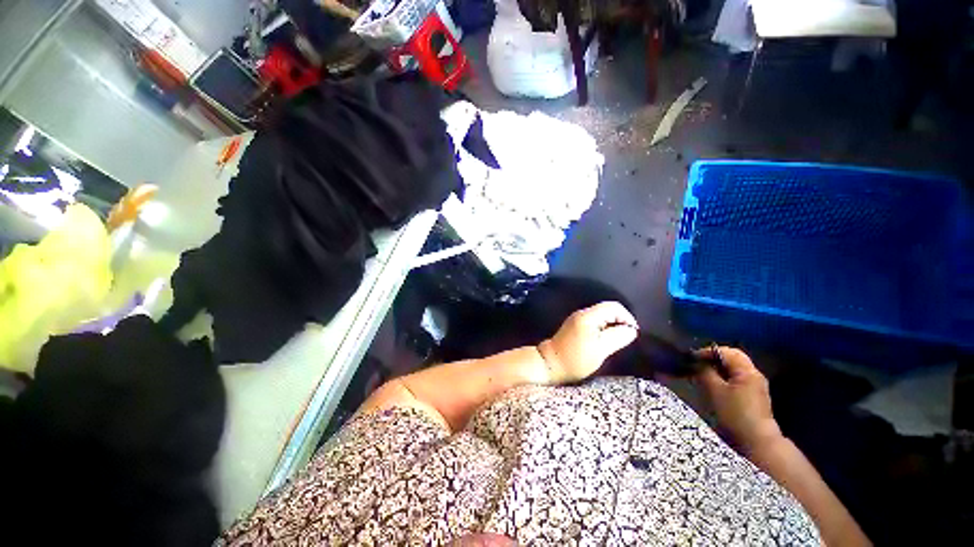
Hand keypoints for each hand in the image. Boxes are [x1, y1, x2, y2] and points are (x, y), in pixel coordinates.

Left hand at [537, 302, 638, 384]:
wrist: (551, 363)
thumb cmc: (576, 359)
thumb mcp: (601, 350)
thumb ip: (618, 337)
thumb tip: (631, 330)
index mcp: (588, 316)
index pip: (614, 307)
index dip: (627, 317)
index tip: (632, 333)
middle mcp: (582, 313)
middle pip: (607, 309)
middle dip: (620, 321)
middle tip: (626, 338)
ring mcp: (577, 318)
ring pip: (601, 316)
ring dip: (612, 325)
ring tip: (617, 340)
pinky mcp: (574, 325)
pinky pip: (594, 321)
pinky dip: (603, 328)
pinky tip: (604, 340)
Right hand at [695, 346, 782, 453]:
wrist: (757, 441)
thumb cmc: (735, 414)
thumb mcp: (714, 391)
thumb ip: (705, 372)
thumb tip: (697, 362)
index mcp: (747, 370)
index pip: (726, 351)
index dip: (707, 351)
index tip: (691, 357)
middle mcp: (754, 374)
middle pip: (733, 358)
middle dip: (713, 357)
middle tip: (696, 362)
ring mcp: (756, 385)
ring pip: (735, 368)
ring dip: (718, 367)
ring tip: (702, 372)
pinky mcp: (754, 396)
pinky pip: (737, 378)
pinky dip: (724, 376)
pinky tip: (714, 384)